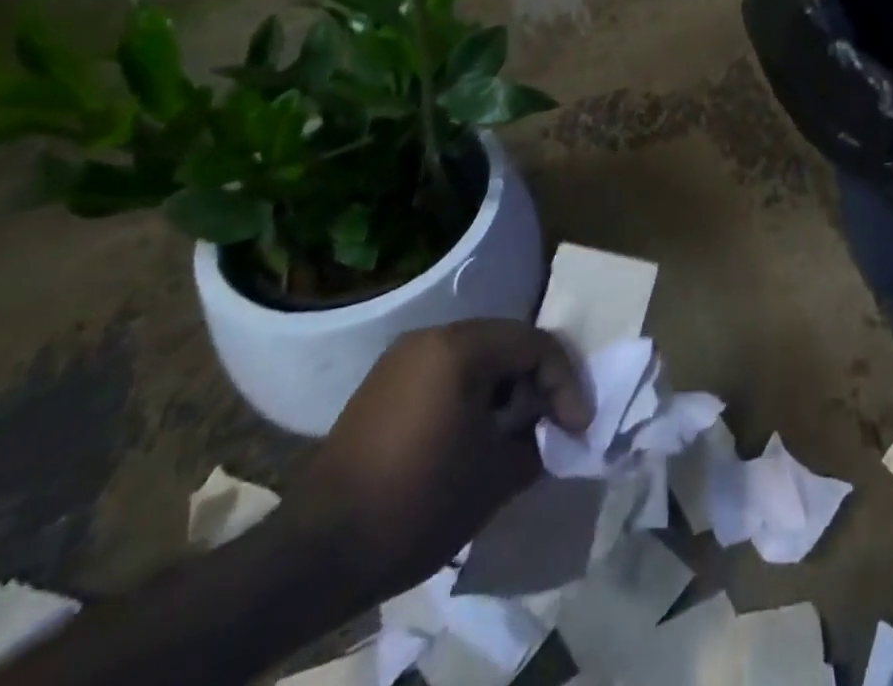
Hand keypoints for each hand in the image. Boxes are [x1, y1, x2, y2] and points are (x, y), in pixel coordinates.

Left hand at [277, 320, 591, 600]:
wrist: (314, 556)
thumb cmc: (417, 504)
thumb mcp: (498, 475)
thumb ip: (538, 440)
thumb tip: (550, 431)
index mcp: (461, 347)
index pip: (536, 344)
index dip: (566, 383)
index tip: (578, 427)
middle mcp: (431, 337)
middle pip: (507, 343)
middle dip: (537, 382)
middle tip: (553, 424)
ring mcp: (401, 359)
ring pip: (476, 357)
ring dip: (505, 389)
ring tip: (516, 432)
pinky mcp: (381, 386)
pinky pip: (445, 374)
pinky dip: (471, 396)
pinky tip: (475, 435)